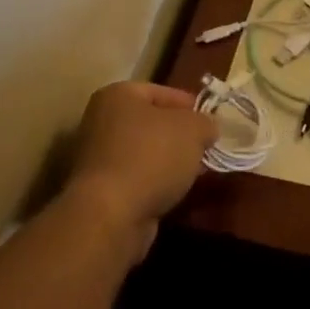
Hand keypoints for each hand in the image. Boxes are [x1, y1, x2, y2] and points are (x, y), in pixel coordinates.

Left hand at [62, 81, 217, 255]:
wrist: (111, 217)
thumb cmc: (152, 156)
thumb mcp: (193, 129)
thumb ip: (205, 122)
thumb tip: (207, 128)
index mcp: (118, 95)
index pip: (161, 92)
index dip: (190, 105)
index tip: (211, 121)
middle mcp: (102, 122)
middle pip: (152, 123)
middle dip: (180, 136)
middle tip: (206, 147)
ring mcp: (98, 159)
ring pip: (145, 153)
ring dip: (169, 162)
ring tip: (197, 172)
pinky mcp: (100, 192)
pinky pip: (137, 179)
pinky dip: (156, 184)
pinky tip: (176, 193)